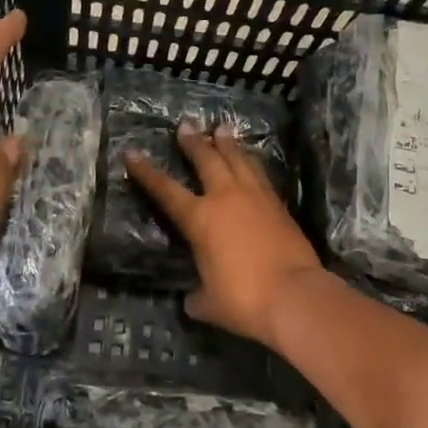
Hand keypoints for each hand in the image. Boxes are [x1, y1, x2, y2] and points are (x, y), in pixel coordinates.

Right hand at [124, 124, 325, 348]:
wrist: (295, 296)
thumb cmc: (243, 300)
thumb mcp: (209, 303)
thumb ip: (197, 296)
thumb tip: (193, 299)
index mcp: (200, 219)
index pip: (165, 190)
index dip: (146, 172)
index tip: (131, 152)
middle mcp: (226, 198)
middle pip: (207, 160)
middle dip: (194, 142)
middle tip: (187, 124)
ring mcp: (256, 198)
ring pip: (239, 160)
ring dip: (228, 143)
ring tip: (223, 127)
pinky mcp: (279, 206)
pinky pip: (260, 175)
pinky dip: (251, 163)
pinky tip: (251, 160)